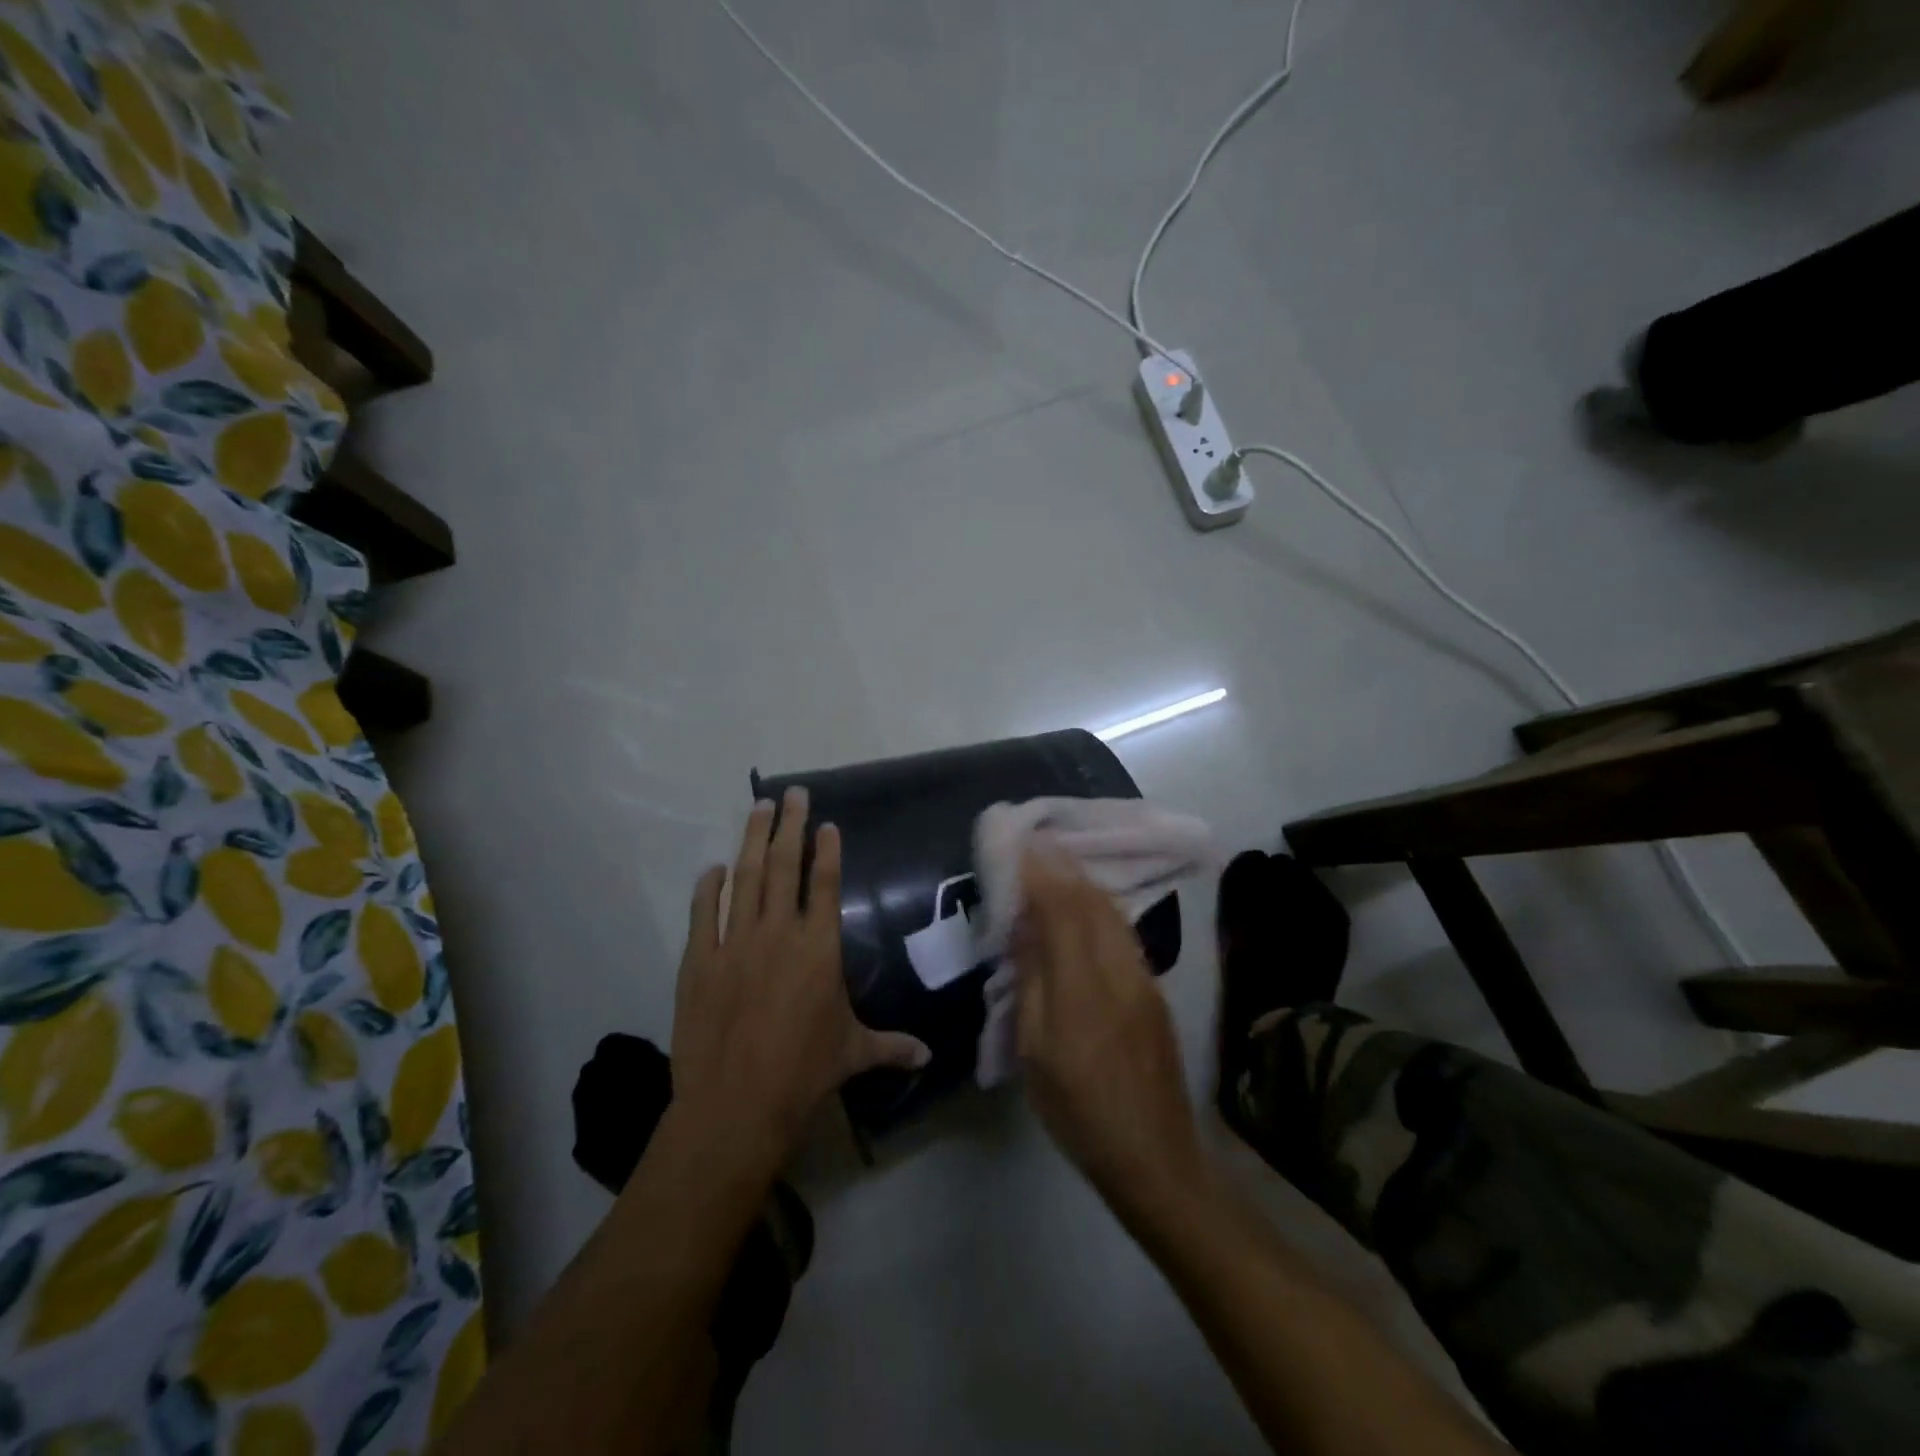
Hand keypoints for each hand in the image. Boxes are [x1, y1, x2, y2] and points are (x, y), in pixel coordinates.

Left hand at [670, 788, 930, 1168]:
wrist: (735, 1104)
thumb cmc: (803, 1072)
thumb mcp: (853, 1053)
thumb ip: (892, 1046)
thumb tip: (929, 1056)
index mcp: (818, 947)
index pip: (823, 884)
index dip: (826, 850)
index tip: (826, 823)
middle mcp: (777, 933)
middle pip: (783, 866)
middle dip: (789, 826)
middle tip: (793, 794)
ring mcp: (734, 943)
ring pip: (744, 878)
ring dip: (751, 840)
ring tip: (758, 808)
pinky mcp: (698, 961)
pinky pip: (702, 914)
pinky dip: (707, 888)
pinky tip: (712, 869)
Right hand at [1013, 840, 1206, 1218]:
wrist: (1155, 1157)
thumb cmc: (1079, 1110)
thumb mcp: (1036, 1052)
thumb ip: (1032, 982)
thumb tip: (1025, 926)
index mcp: (1082, 988)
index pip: (1061, 909)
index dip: (1041, 873)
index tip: (1021, 843)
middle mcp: (1119, 971)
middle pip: (1092, 901)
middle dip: (1062, 866)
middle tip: (1036, 841)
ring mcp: (1144, 978)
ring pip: (1112, 912)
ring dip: (1083, 881)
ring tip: (1057, 863)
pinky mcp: (1154, 991)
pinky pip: (1123, 931)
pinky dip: (1099, 906)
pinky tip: (1086, 905)